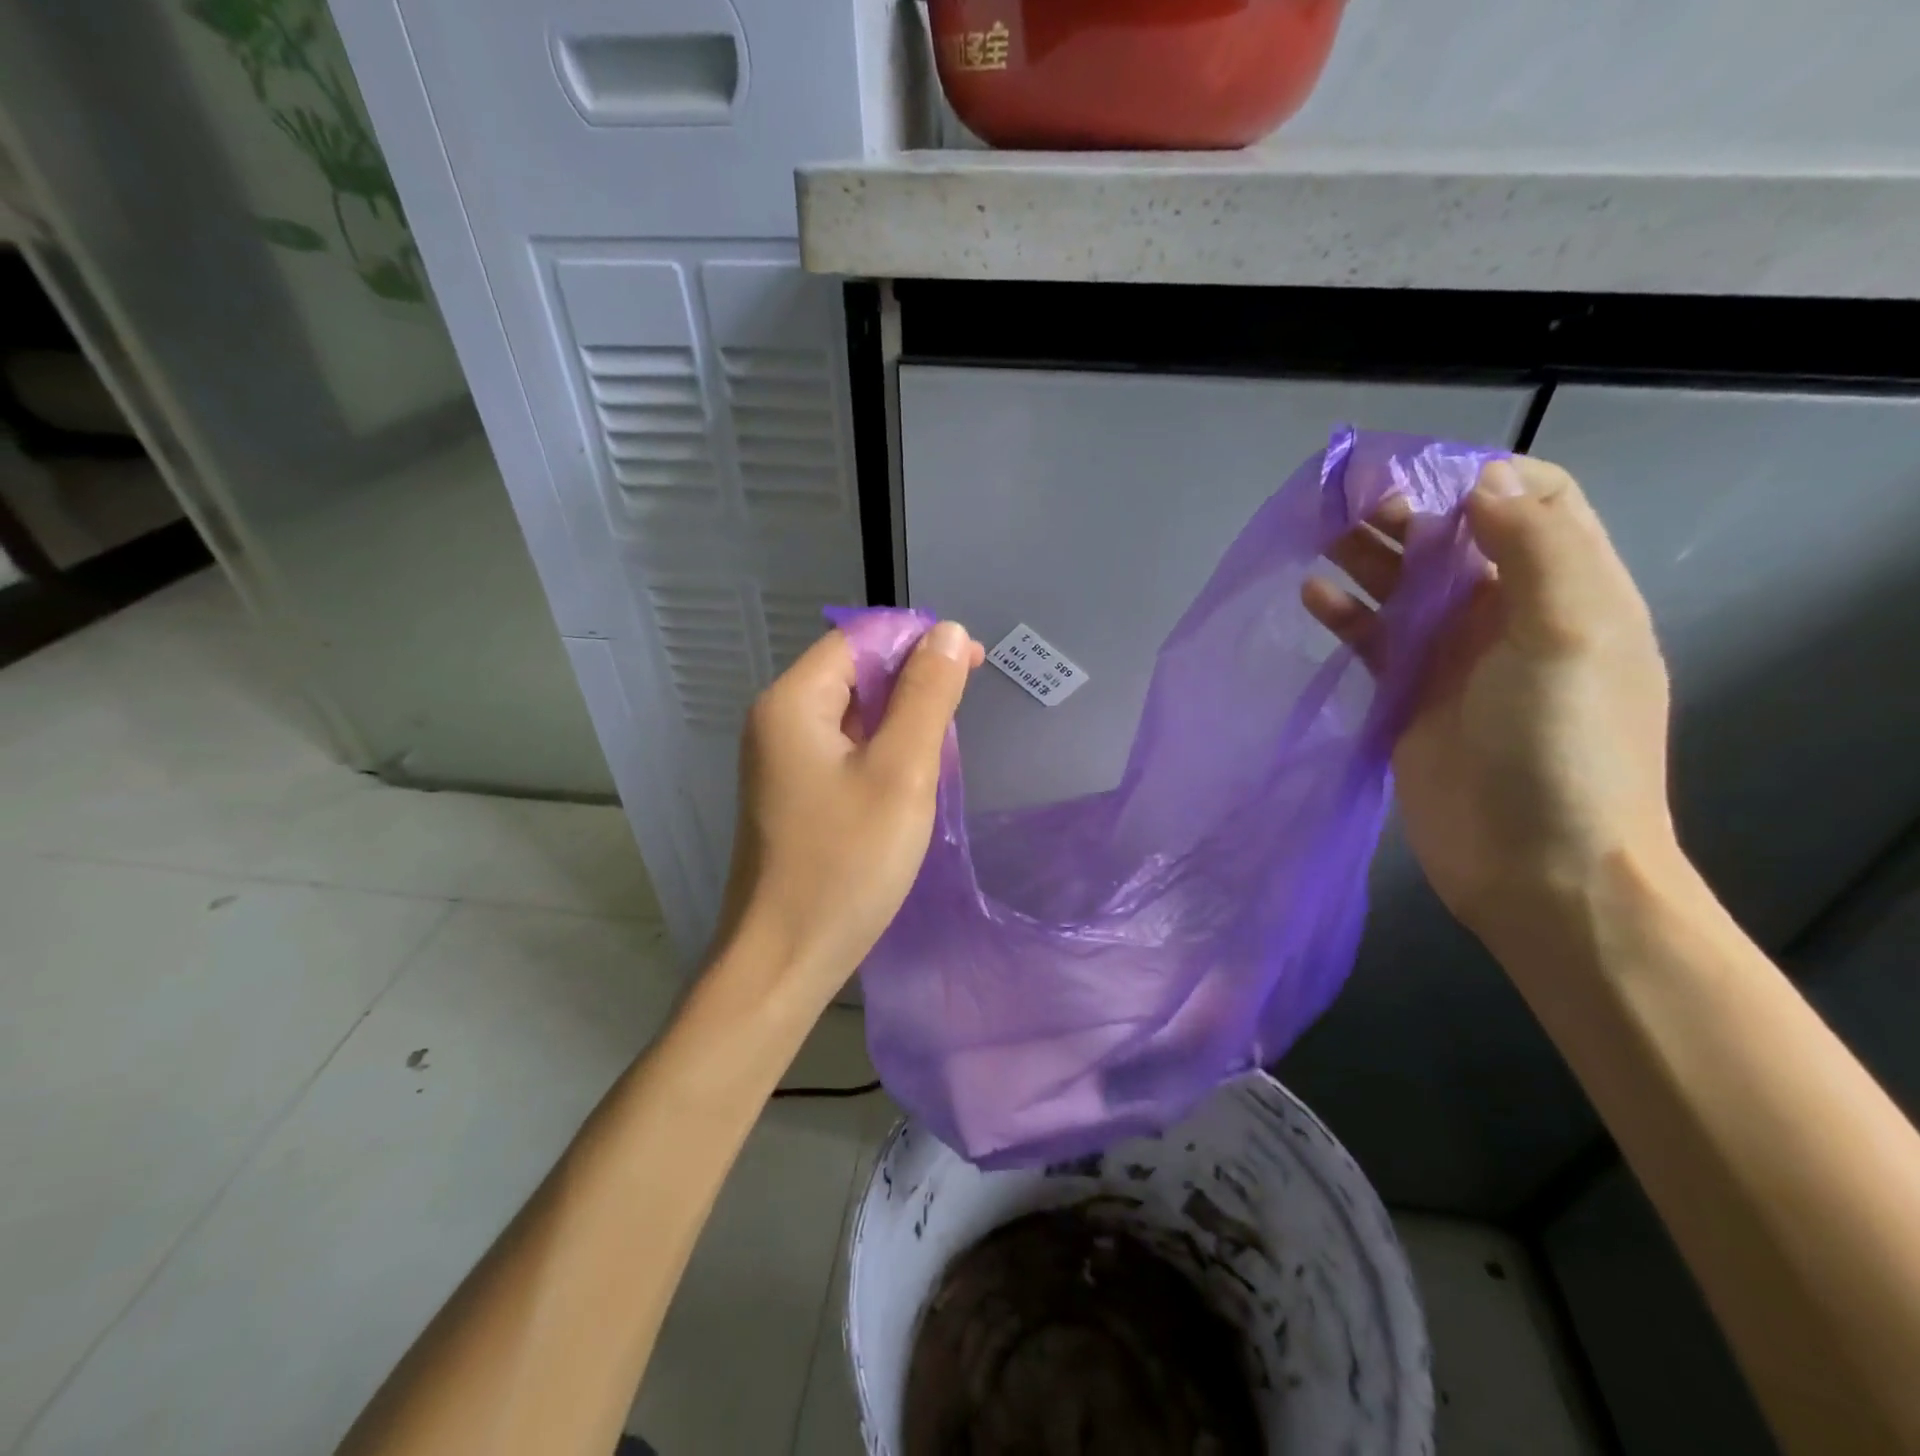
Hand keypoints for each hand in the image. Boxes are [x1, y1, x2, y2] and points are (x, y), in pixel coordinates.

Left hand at [716, 620, 984, 1007]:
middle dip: (913, 680)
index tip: (973, 662)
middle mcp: (779, 719)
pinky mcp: (793, 793)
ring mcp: (782, 759)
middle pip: (854, 670)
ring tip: (941, 752)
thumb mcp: (901, 773)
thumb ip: (926, 695)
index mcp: (793, 701)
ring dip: (901, 718)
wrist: (784, 960)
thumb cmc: (846, 864)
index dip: (919, 638)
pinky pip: (845, 749)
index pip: (861, 637)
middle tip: (960, 718)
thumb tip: (945, 632)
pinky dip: (883, 750)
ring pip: (853, 712)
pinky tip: (910, 779)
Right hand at [1304, 457, 1675, 948]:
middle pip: (1454, 540)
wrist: (1535, 866)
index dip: (1474, 478)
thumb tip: (1480, 481)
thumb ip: (1536, 545)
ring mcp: (1454, 657)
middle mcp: (1509, 613)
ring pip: (1405, 586)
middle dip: (1404, 511)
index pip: (1531, 500)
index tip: (1412, 476)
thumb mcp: (1569, 633)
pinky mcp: (1408, 696)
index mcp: (1565, 587)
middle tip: (1343, 499)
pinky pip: (1373, 639)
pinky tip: (1311, 595)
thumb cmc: (1560, 747)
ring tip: (1316, 535)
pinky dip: (1345, 614)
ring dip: (1367, 557)